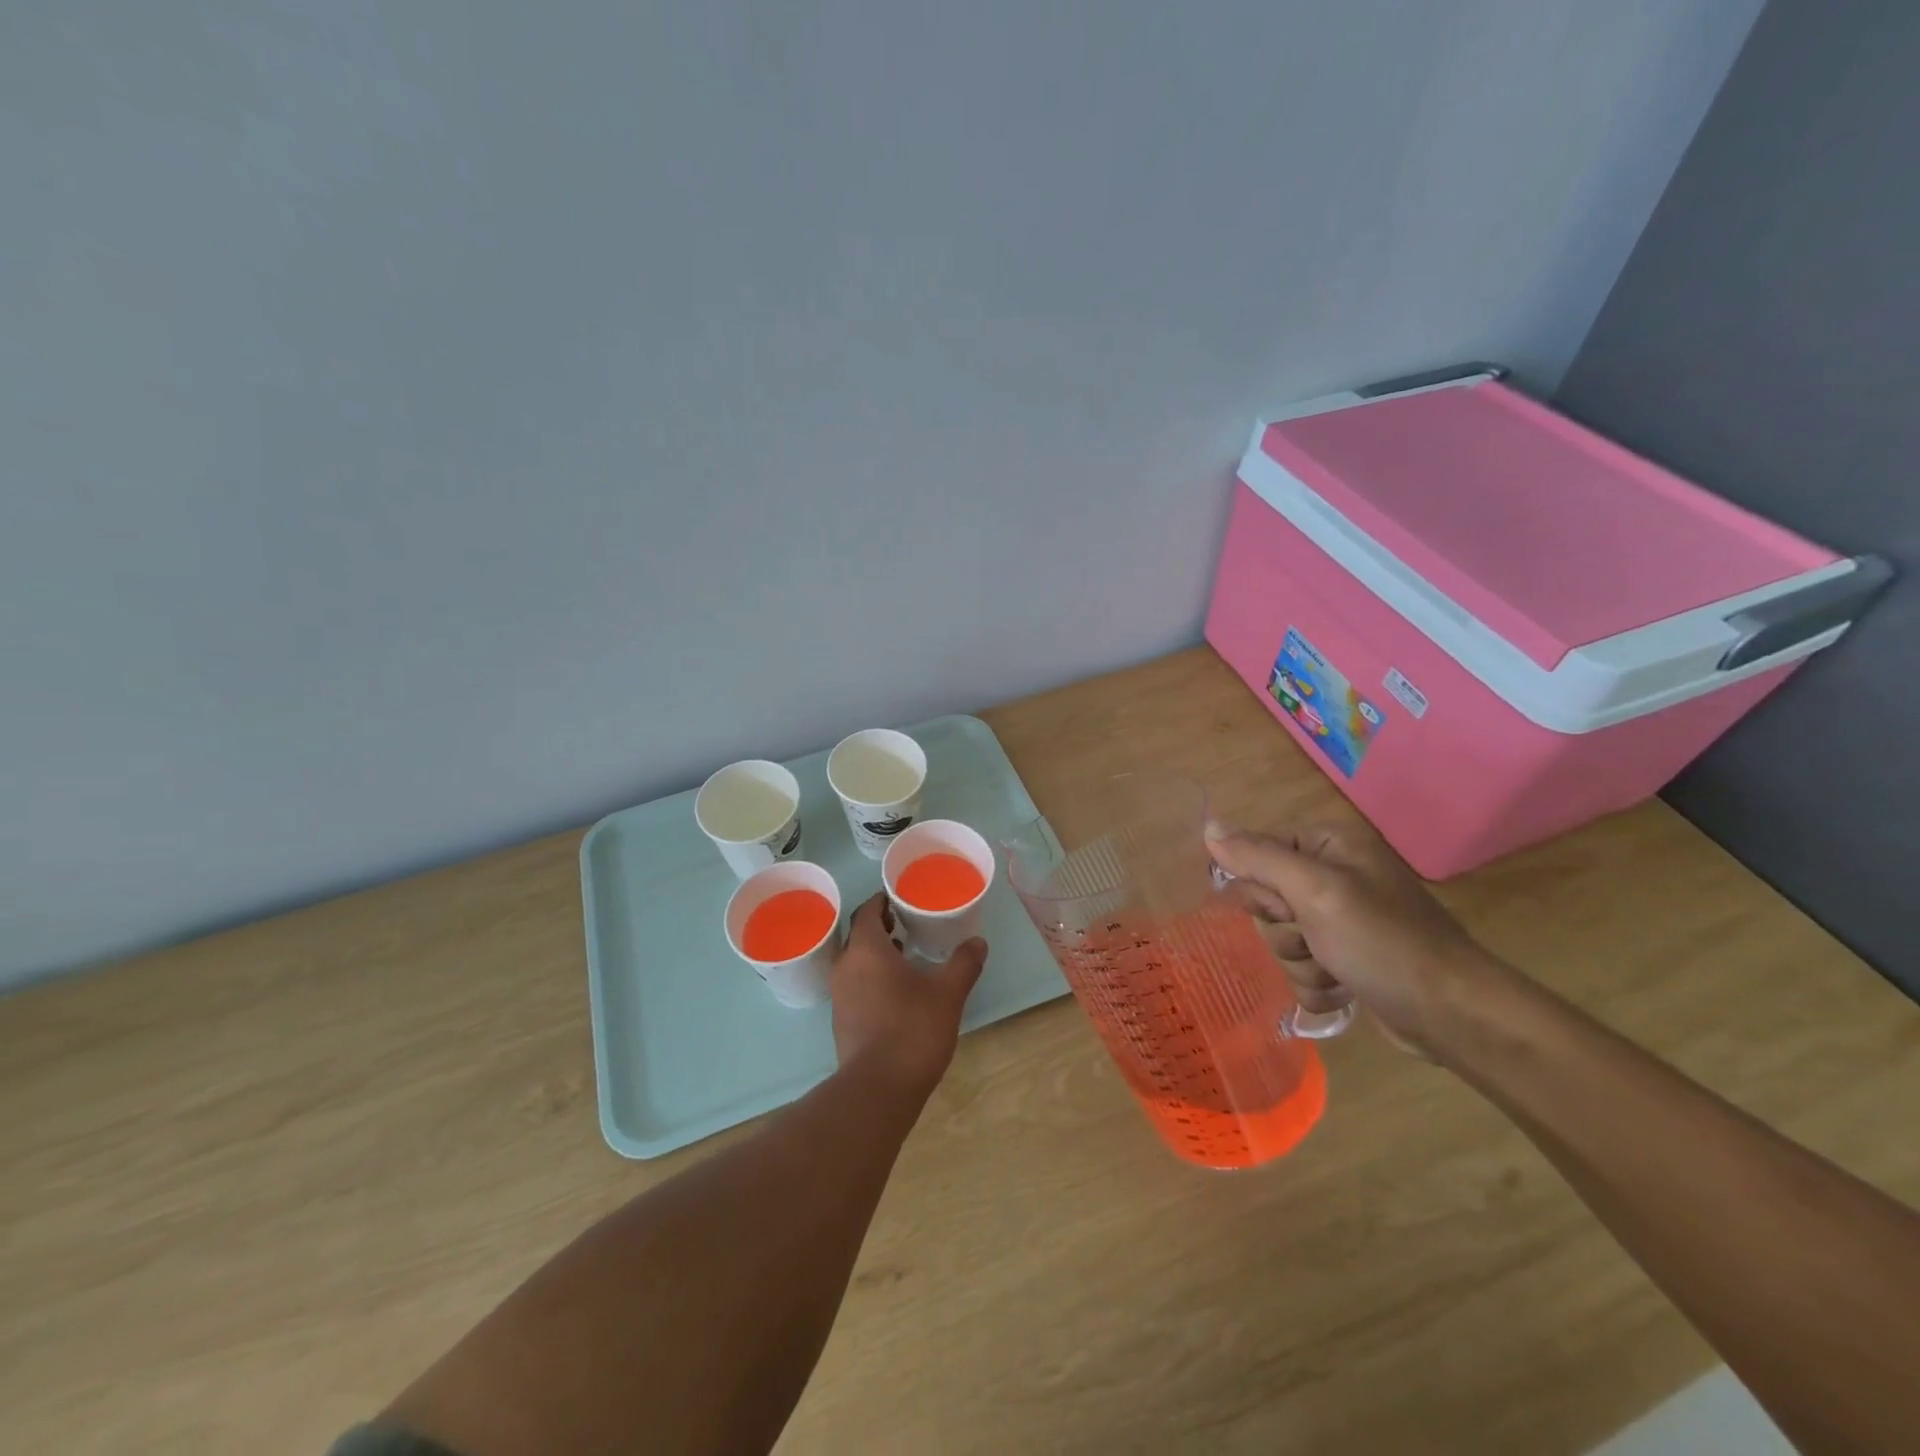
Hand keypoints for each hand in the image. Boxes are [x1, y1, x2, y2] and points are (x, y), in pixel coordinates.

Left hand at [830, 894, 987, 1097]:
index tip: (903, 897)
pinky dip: (872, 976)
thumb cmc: (912, 1029)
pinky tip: (896, 990)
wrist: (878, 1088)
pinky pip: (855, 984)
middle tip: (908, 921)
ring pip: (856, 960)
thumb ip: (963, 963)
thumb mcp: (947, 993)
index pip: (868, 911)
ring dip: (877, 952)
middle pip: (859, 934)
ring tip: (906, 952)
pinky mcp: (842, 1019)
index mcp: (866, 949)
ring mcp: (840, 995)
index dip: (883, 900)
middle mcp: (846, 966)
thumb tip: (978, 941)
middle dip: (881, 925)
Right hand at [1205, 820, 1487, 1059]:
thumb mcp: (1314, 891)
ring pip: (1280, 938)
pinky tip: (1343, 990)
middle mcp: (1334, 875)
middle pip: (1266, 899)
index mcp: (1330, 845)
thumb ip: (1258, 857)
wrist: (1452, 1014)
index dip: (1261, 886)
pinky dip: (1316, 983)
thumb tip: (1208, 828)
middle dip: (1283, 929)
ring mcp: (1341, 920)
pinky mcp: (1347, 958)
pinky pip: (1301, 966)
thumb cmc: (1382, 942)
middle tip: (1314, 938)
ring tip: (1336, 970)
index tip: (1285, 907)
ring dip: (1300, 962)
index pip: (1258, 852)